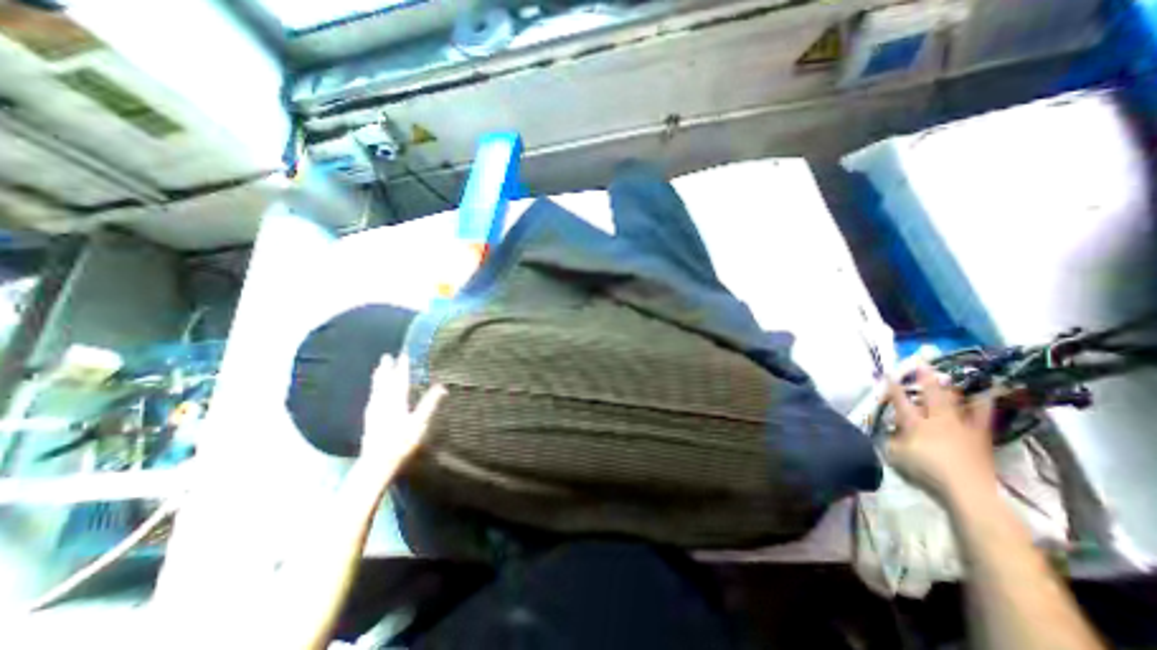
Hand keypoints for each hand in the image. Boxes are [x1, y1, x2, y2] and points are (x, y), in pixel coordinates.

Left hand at [360, 356, 445, 476]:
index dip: (403, 367)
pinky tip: (374, 392)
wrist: (376, 463)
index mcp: (396, 401)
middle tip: (386, 356)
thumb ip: (429, 404)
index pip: (400, 380)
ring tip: (379, 368)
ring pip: (376, 389)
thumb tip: (441, 387)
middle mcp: (382, 403)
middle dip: (386, 368)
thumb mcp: (419, 423)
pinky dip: (374, 389)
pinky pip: (372, 397)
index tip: (404, 354)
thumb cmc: (401, 443)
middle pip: (384, 382)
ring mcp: (374, 411)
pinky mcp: (369, 419)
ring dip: (379, 377)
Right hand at [888, 367, 999, 502]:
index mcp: (915, 423)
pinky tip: (987, 397)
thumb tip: (889, 431)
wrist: (969, 490)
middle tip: (922, 362)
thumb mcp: (896, 455)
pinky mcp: (981, 438)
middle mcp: (938, 419)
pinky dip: (983, 405)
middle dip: (925, 378)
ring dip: (955, 389)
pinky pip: (982, 417)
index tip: (887, 373)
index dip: (892, 386)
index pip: (900, 400)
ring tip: (957, 376)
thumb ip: (892, 440)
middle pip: (931, 394)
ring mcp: (962, 427)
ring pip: (959, 402)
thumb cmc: (926, 471)